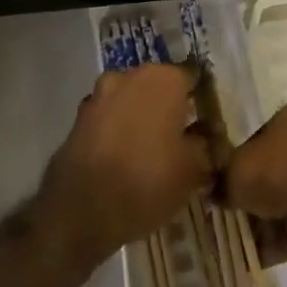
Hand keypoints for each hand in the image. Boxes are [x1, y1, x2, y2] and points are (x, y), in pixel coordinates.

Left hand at [37, 64, 213, 269]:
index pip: (193, 75)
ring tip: (153, 151)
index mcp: (163, 79)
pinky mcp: (77, 120)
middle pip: (159, 86)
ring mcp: (98, 97)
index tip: (208, 120)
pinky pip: (109, 120)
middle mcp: (129, 77)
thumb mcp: (195, 168)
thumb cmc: (148, 180)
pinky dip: (119, 132)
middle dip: (170, 106)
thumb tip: (207, 134)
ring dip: (142, 117)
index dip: (202, 97)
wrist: (80, 211)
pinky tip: (126, 159)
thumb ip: (207, 143)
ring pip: (131, 101)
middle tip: (183, 136)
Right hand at [224, 100, 286, 269]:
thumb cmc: (278, 172)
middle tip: (238, 208)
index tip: (230, 180)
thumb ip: (224, 176)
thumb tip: (218, 189)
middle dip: (260, 188)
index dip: (244, 158)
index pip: (264, 132)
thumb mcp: (235, 170)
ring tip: (247, 234)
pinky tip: (264, 251)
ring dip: (271, 214)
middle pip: (281, 164)